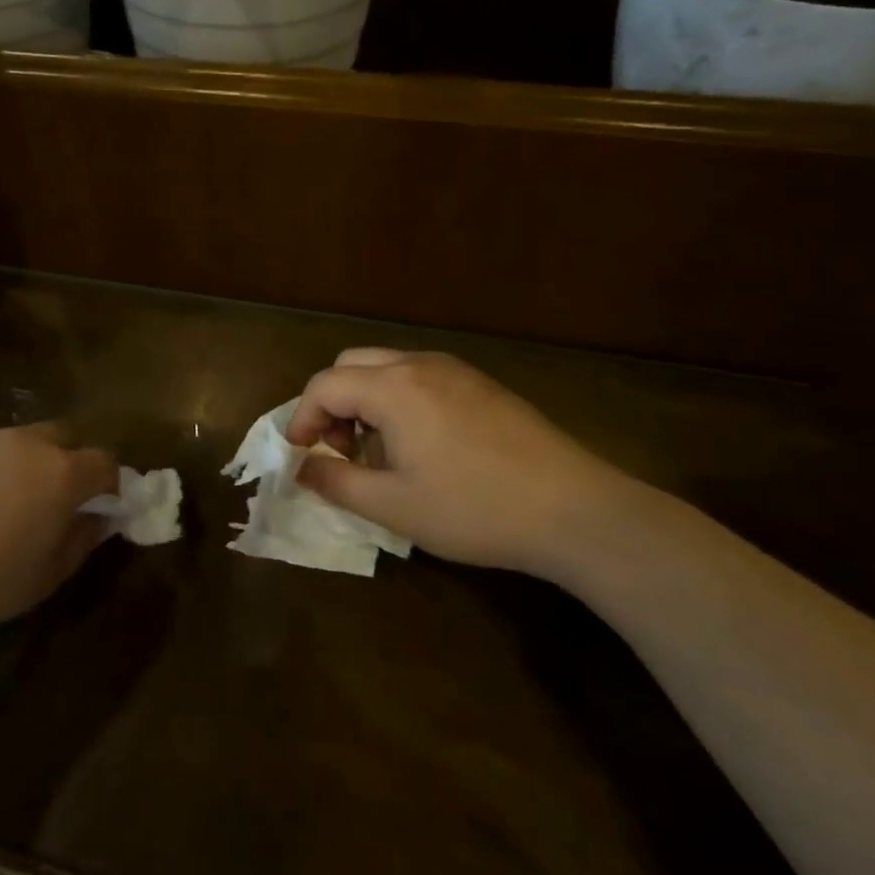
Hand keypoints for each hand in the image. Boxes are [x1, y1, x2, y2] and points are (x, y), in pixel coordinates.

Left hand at [0, 424, 118, 635]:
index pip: (104, 461)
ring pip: (15, 441)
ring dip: (19, 463)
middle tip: (50, 498)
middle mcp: (27, 442)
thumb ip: (82, 540)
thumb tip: (100, 518)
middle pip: (63, 437)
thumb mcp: (47, 576)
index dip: (108, 482)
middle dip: (67, 460)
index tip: (100, 504)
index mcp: (61, 474)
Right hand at [286, 349, 635, 573]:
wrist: (575, 510)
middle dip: (333, 402)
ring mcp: (455, 371)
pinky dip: (399, 400)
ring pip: (387, 368)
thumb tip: (303, 468)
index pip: (325, 384)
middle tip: (341, 449)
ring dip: (366, 400)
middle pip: (352, 364)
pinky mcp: (481, 385)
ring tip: (380, 453)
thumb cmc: (474, 508)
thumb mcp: (394, 506)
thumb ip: (337, 482)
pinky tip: (422, 447)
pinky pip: (420, 377)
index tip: (300, 453)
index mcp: (393, 387)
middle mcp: (420, 364)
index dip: (302, 416)